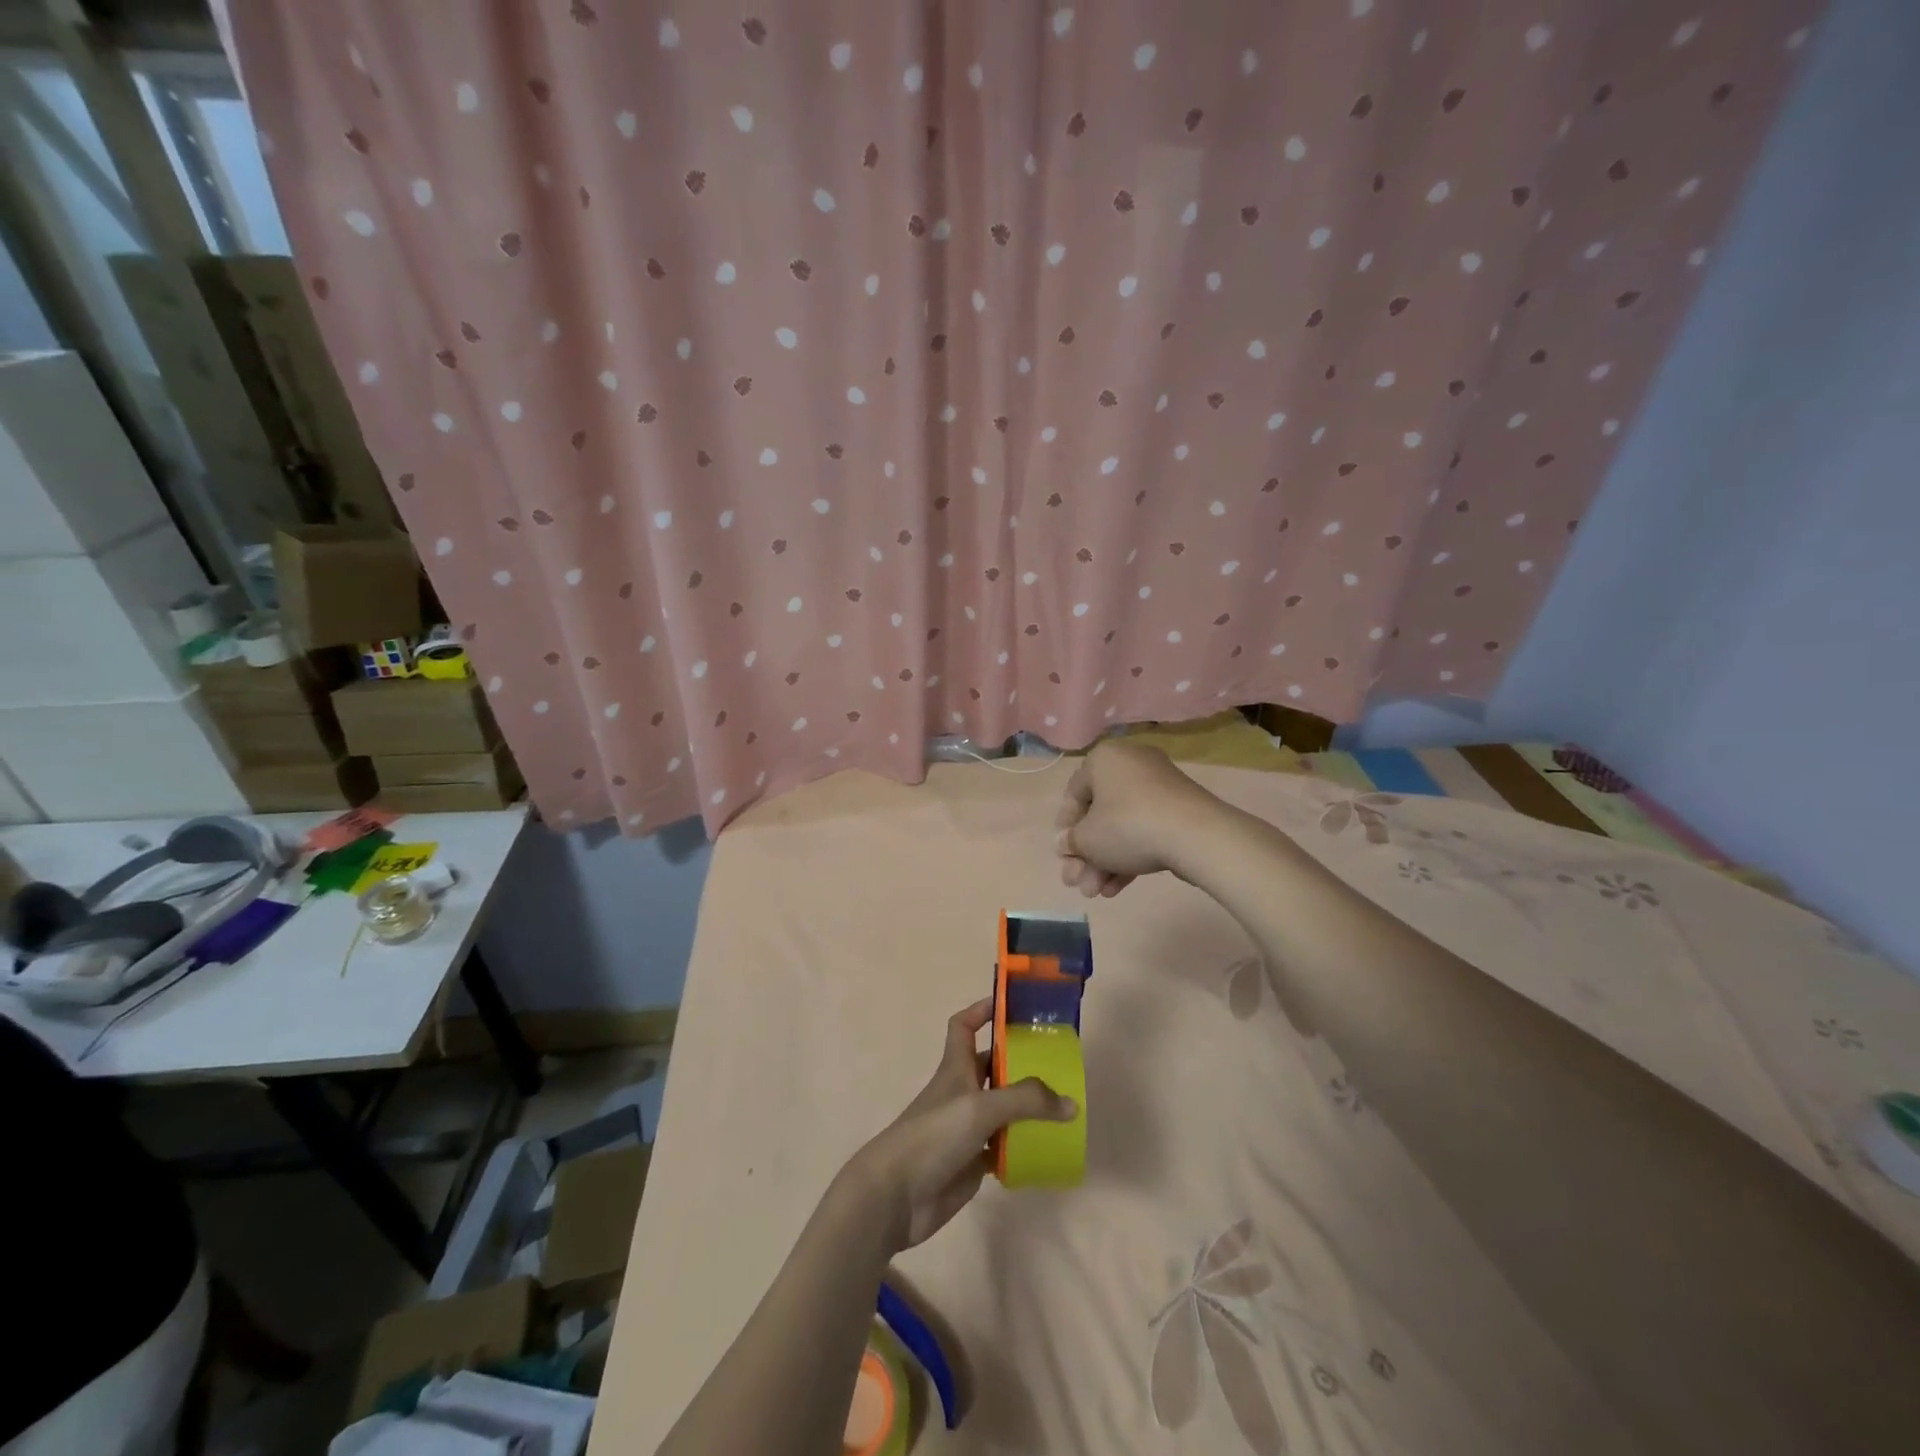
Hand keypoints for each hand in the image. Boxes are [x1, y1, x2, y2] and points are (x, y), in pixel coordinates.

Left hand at [845, 999, 1076, 1251]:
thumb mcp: (980, 1107)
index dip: (983, 1010)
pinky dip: (1021, 1147)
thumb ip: (1026, 1101)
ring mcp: (965, 1129)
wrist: (895, 1196)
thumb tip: (1070, 1103)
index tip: (1013, 1005)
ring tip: (1063, 1106)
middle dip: (1020, 1062)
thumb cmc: (933, 1136)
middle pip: (991, 1067)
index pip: (964, 1026)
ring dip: (1026, 1107)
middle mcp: (961, 1093)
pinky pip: (1002, 1148)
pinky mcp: (970, 1162)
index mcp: (956, 1068)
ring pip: (1001, 1109)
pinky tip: (1046, 1150)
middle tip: (1058, 1062)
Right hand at [1056, 741, 1219, 896]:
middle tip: (1077, 883)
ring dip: (1105, 861)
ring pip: (1122, 827)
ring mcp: (1159, 787)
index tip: (1063, 854)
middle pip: (1099, 815)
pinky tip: (1117, 888)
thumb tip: (1065, 843)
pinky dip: (1129, 856)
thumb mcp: (1087, 839)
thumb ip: (1071, 842)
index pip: (1074, 793)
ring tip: (1096, 894)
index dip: (1065, 828)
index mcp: (1104, 760)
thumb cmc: (1128, 826)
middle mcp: (1131, 765)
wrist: (1196, 835)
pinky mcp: (1179, 809)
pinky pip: (1146, 830)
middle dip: (1086, 854)